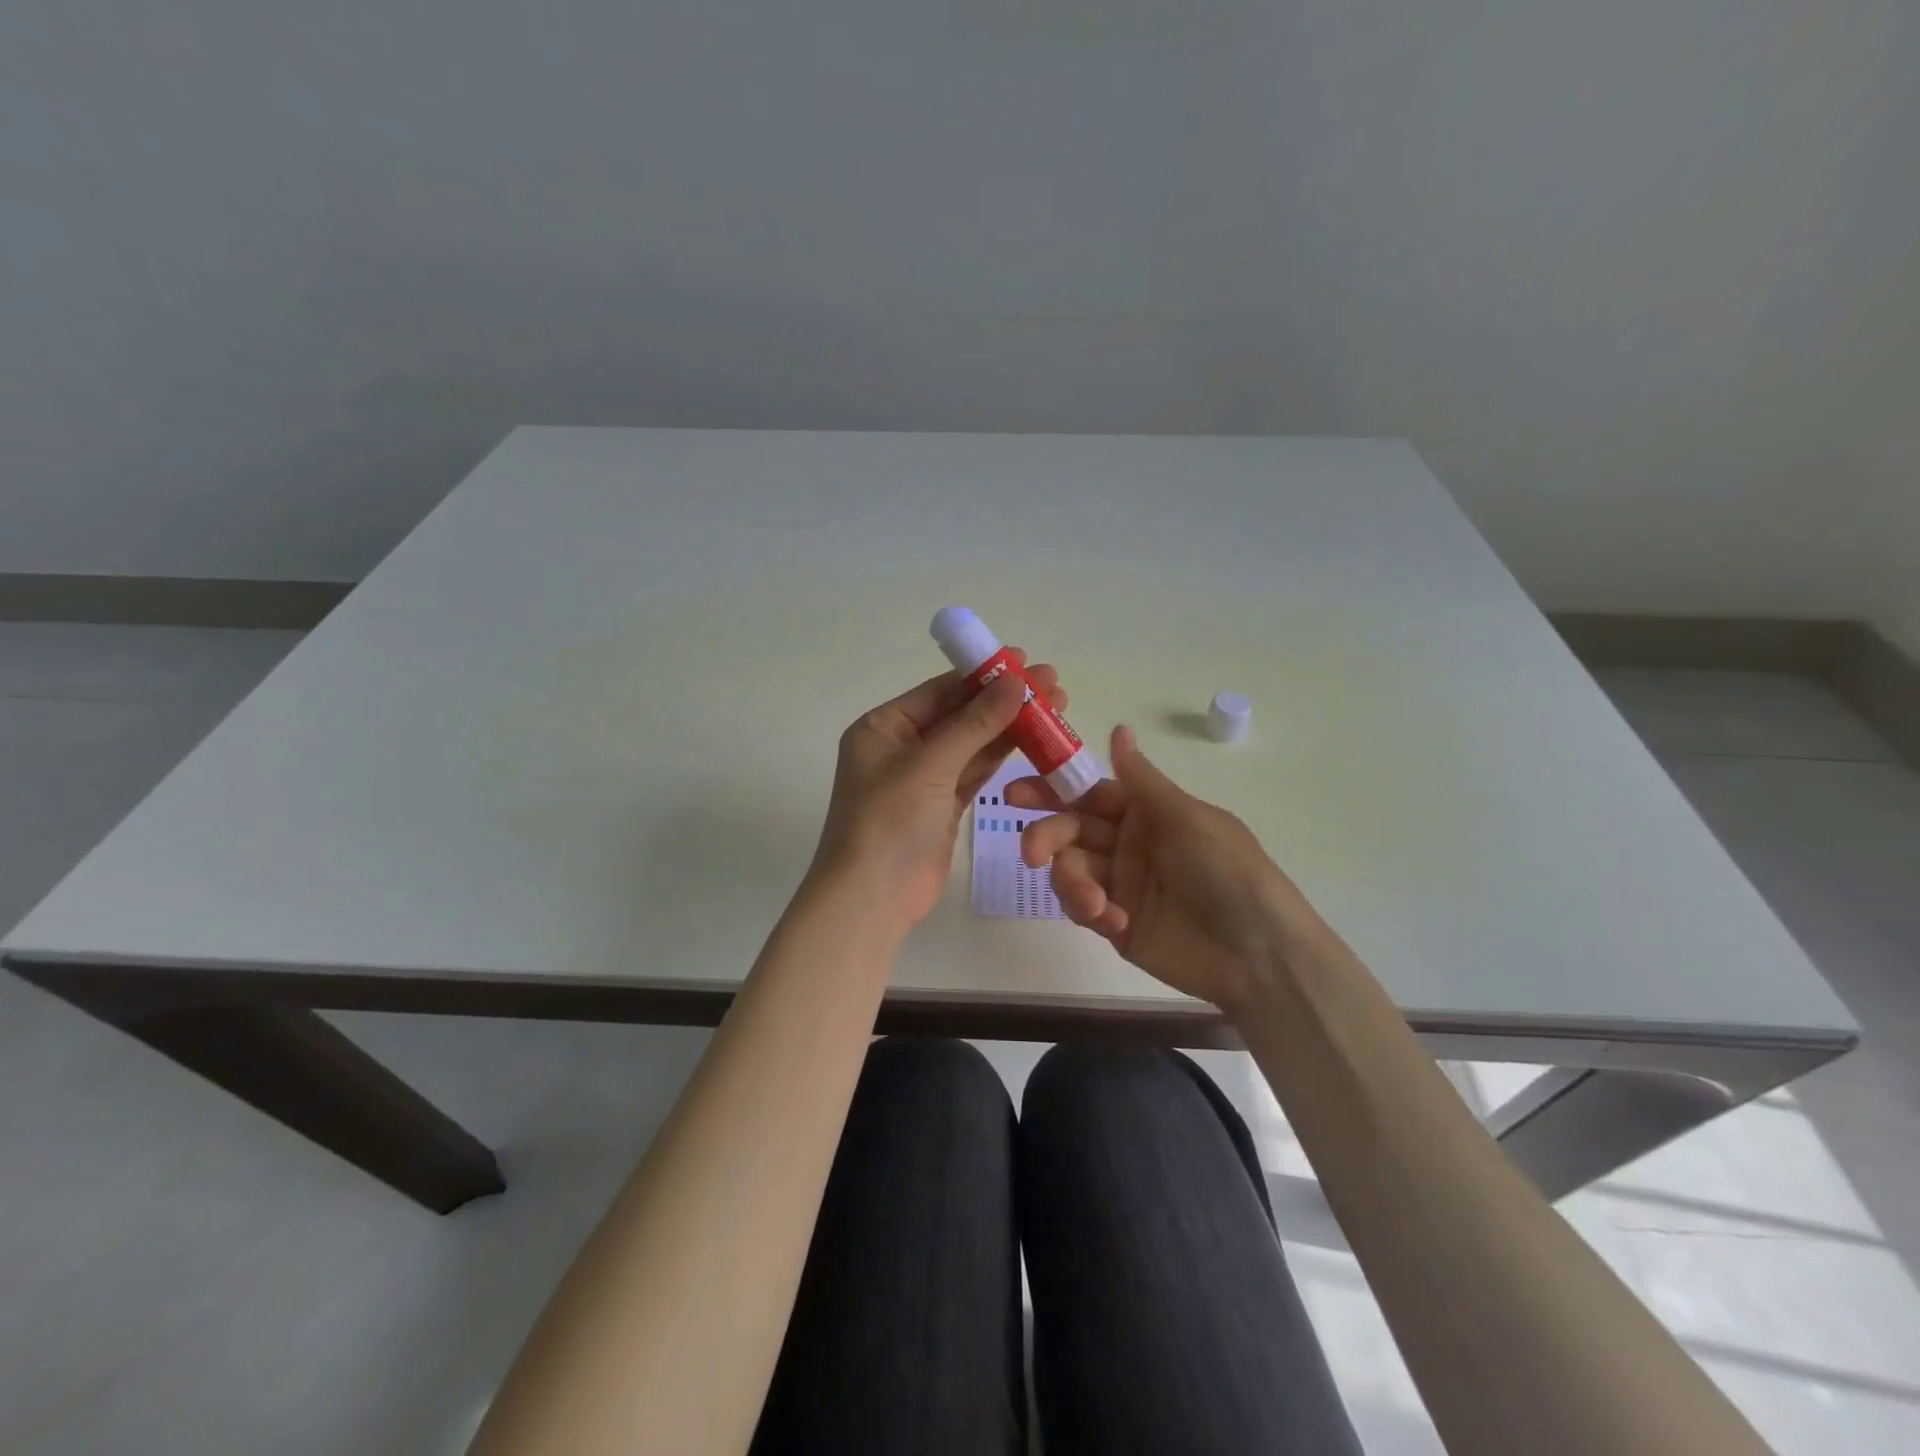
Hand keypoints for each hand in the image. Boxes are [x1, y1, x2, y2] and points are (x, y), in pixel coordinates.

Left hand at [811, 652, 1068, 929]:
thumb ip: (976, 723)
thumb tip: (1017, 681)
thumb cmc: (888, 822)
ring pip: (972, 744)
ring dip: (1010, 727)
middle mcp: (902, 747)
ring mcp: (923, 778)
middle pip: (960, 715)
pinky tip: (1035, 740)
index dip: (982, 674)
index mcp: (883, 727)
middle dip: (1004, 700)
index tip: (1024, 659)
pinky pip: (976, 772)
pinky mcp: (943, 806)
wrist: (872, 900)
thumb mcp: (930, 765)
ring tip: (1056, 706)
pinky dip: (1002, 757)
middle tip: (1053, 683)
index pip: (940, 691)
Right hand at [1009, 725, 1330, 1012]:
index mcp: (1146, 812)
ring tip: (1096, 905)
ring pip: (1070, 870)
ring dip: (1072, 883)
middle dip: (1047, 837)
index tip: (1014, 794)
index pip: (1088, 793)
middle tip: (1032, 852)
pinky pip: (1083, 908)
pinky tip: (1114, 923)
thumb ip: (1141, 779)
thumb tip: (1119, 728)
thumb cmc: (1227, 871)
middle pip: (1070, 830)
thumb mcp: (1186, 817)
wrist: (1258, 954)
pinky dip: (1089, 911)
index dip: (1051, 790)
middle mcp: (1128, 843)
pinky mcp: (1116, 923)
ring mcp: (1120, 884)